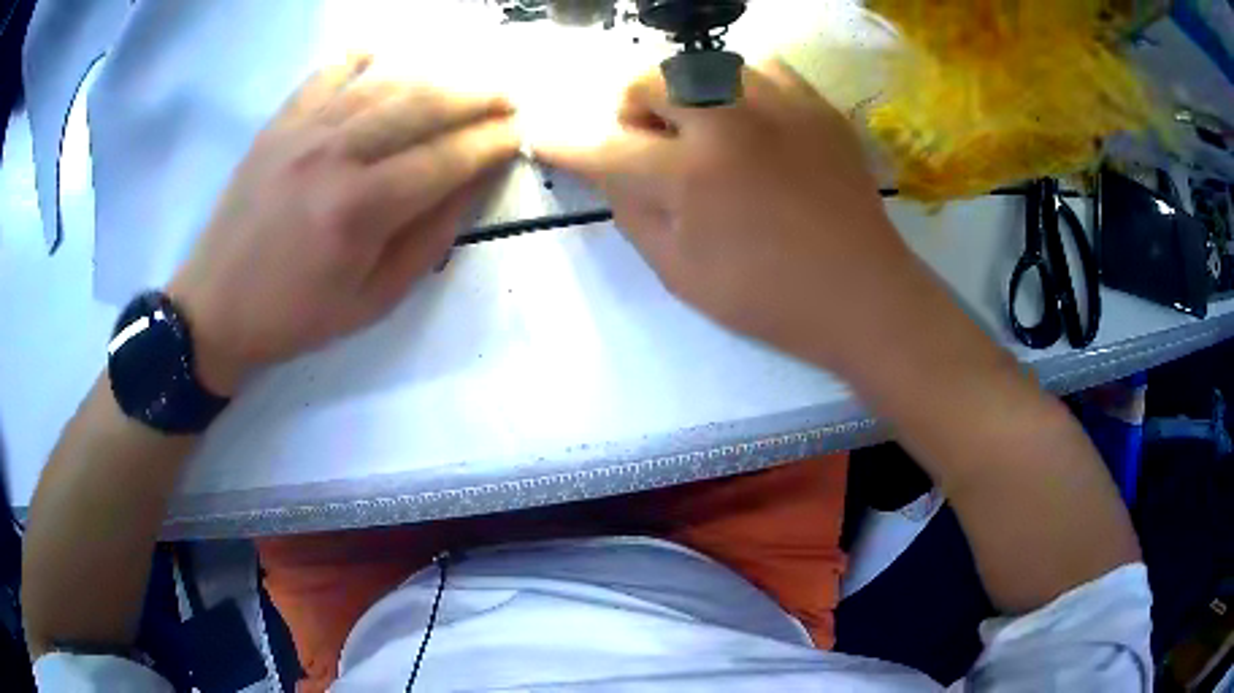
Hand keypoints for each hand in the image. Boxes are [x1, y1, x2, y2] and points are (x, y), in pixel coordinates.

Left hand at [169, 56, 519, 395]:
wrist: (215, 308)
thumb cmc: (296, 316)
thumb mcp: (373, 301)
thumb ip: (428, 240)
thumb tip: (471, 184)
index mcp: (360, 210)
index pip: (446, 159)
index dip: (491, 142)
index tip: (521, 132)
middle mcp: (334, 156)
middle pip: (422, 107)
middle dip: (477, 97)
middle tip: (509, 97)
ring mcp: (302, 132)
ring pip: (384, 85)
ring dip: (435, 76)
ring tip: (466, 79)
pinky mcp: (278, 124)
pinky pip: (326, 74)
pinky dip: (360, 58)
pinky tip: (383, 56)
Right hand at [534, 62, 920, 370]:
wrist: (862, 294)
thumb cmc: (768, 298)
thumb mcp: (681, 273)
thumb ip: (632, 214)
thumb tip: (608, 170)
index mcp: (691, 176)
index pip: (604, 148)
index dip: (564, 144)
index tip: (541, 136)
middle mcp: (730, 123)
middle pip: (651, 80)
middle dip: (630, 107)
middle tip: (645, 140)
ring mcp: (780, 106)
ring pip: (705, 64)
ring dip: (684, 92)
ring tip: (700, 128)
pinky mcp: (816, 105)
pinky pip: (762, 68)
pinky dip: (739, 86)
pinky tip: (747, 119)